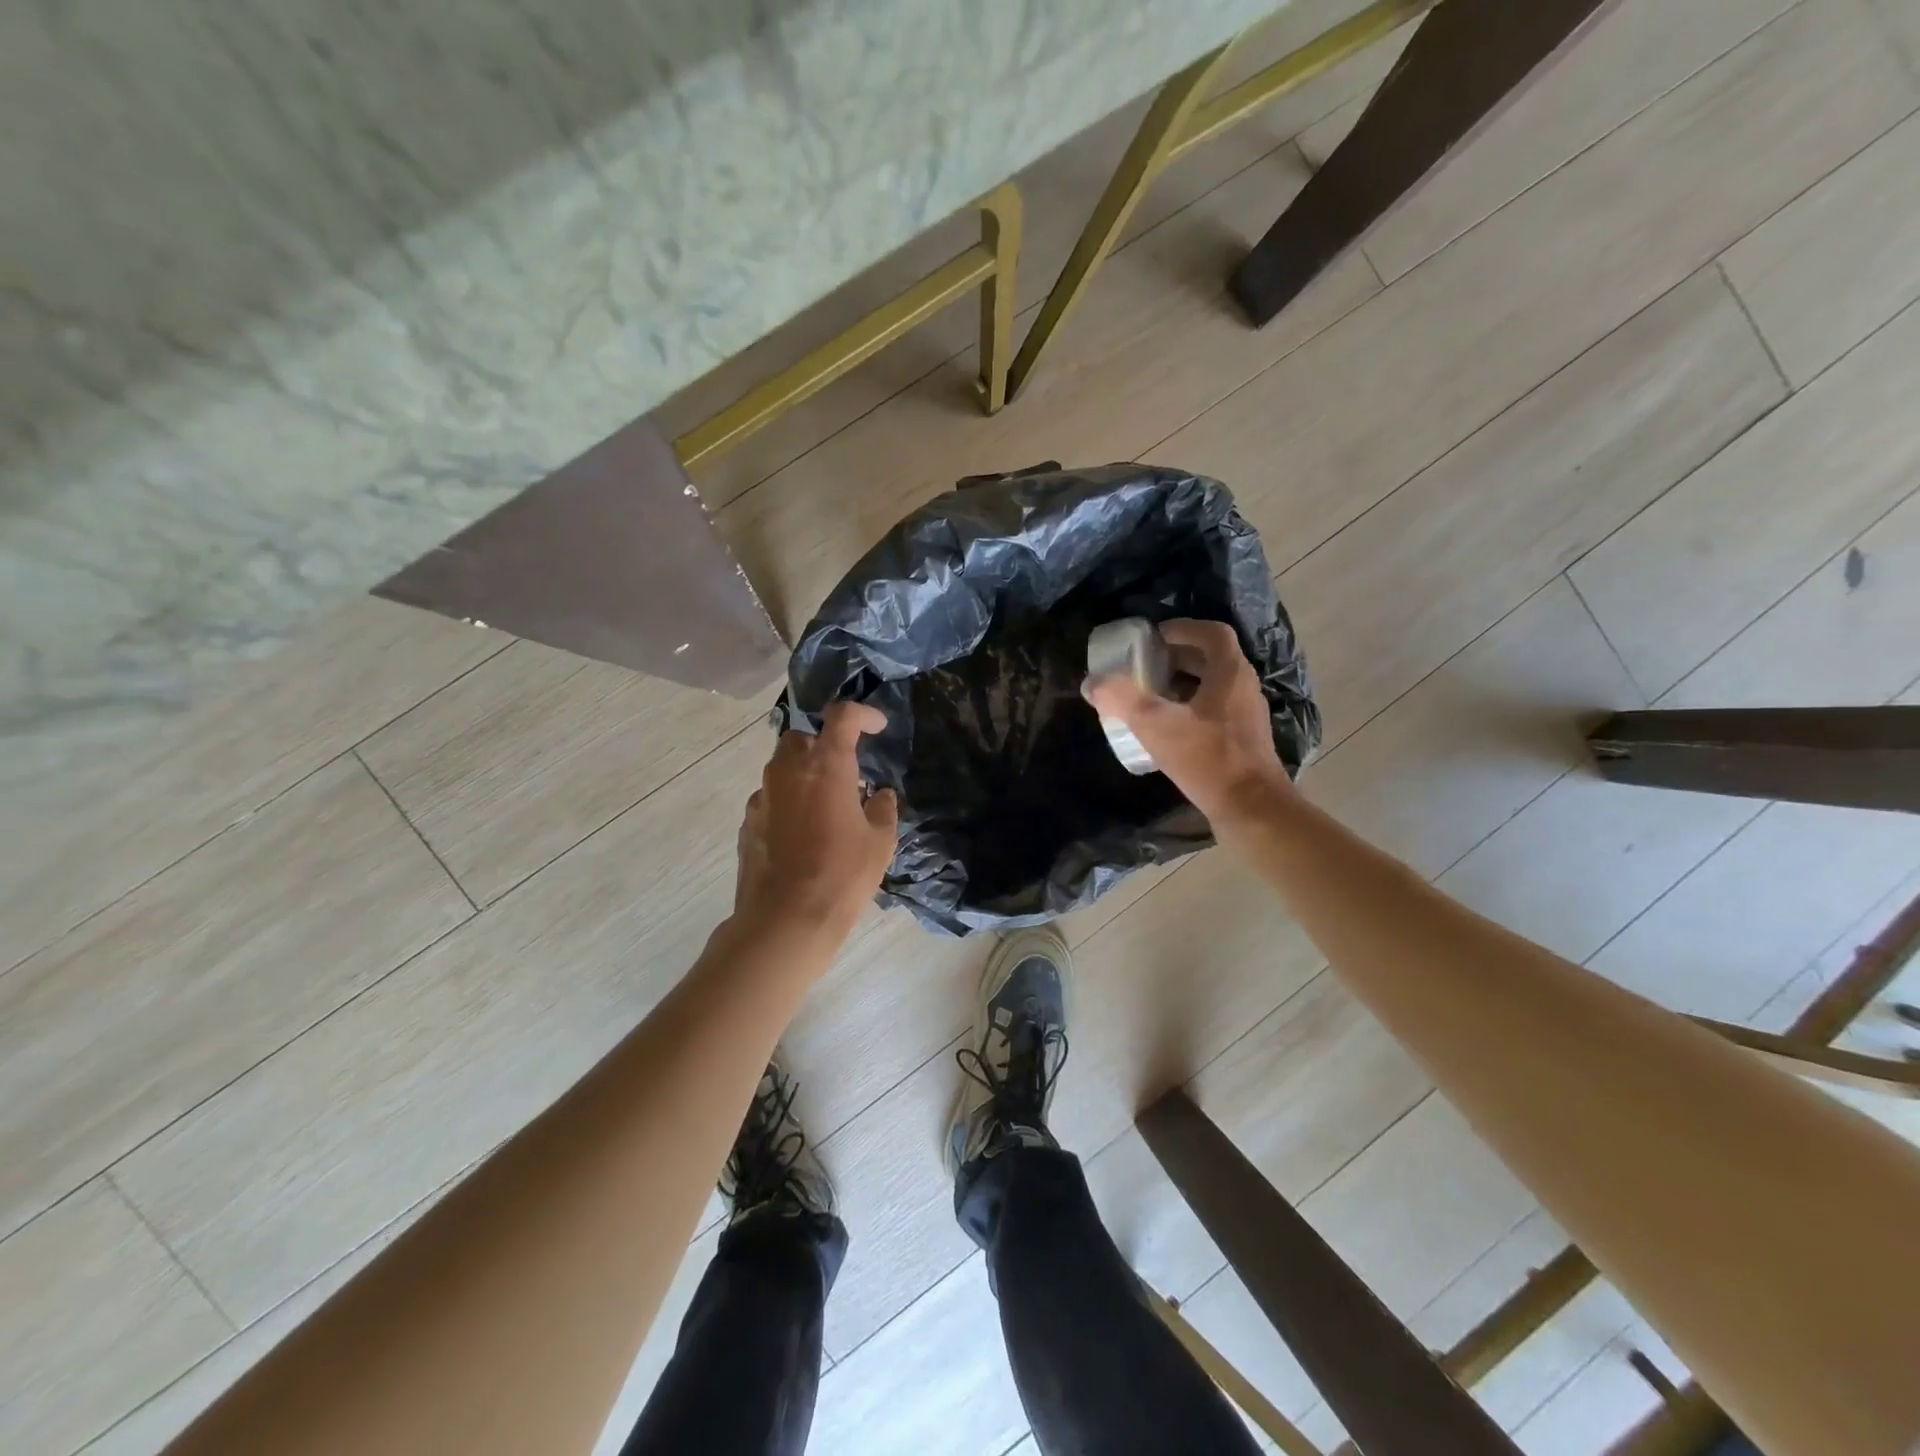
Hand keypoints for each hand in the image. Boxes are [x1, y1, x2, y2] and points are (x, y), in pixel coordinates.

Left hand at [733, 702, 897, 940]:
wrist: (785, 919)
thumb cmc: (842, 875)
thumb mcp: (880, 842)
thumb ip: (882, 809)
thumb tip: (880, 795)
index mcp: (826, 765)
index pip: (842, 717)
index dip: (862, 715)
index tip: (877, 727)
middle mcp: (788, 770)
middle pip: (803, 736)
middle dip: (824, 744)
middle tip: (845, 771)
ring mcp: (763, 796)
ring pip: (782, 767)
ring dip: (804, 774)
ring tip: (825, 805)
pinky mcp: (747, 822)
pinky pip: (770, 798)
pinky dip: (788, 802)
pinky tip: (802, 833)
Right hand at [1083, 618, 1293, 831]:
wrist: (1251, 810)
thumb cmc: (1208, 759)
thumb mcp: (1157, 725)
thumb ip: (1123, 699)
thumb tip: (1093, 682)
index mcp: (1230, 674)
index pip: (1212, 633)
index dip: (1182, 628)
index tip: (1153, 637)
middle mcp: (1243, 689)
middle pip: (1212, 659)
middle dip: (1177, 657)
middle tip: (1145, 665)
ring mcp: (1246, 717)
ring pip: (1214, 687)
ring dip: (1183, 684)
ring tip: (1151, 695)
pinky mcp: (1242, 742)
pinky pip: (1214, 712)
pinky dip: (1190, 710)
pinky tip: (1168, 730)